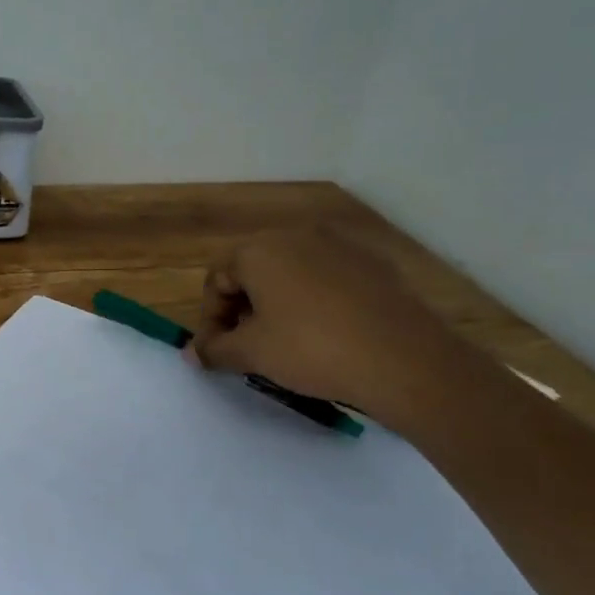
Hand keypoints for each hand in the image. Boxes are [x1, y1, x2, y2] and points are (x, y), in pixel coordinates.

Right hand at [188, 230, 475, 427]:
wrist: (403, 359)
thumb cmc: (311, 349)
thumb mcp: (253, 353)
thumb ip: (215, 349)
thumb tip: (191, 353)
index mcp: (259, 249)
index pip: (217, 279)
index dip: (210, 318)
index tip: (217, 352)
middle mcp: (296, 235)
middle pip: (253, 270)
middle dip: (243, 308)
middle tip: (248, 346)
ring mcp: (339, 245)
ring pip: (291, 272)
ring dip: (277, 303)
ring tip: (286, 341)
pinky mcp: (373, 263)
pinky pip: (327, 277)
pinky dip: (315, 300)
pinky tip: (326, 333)